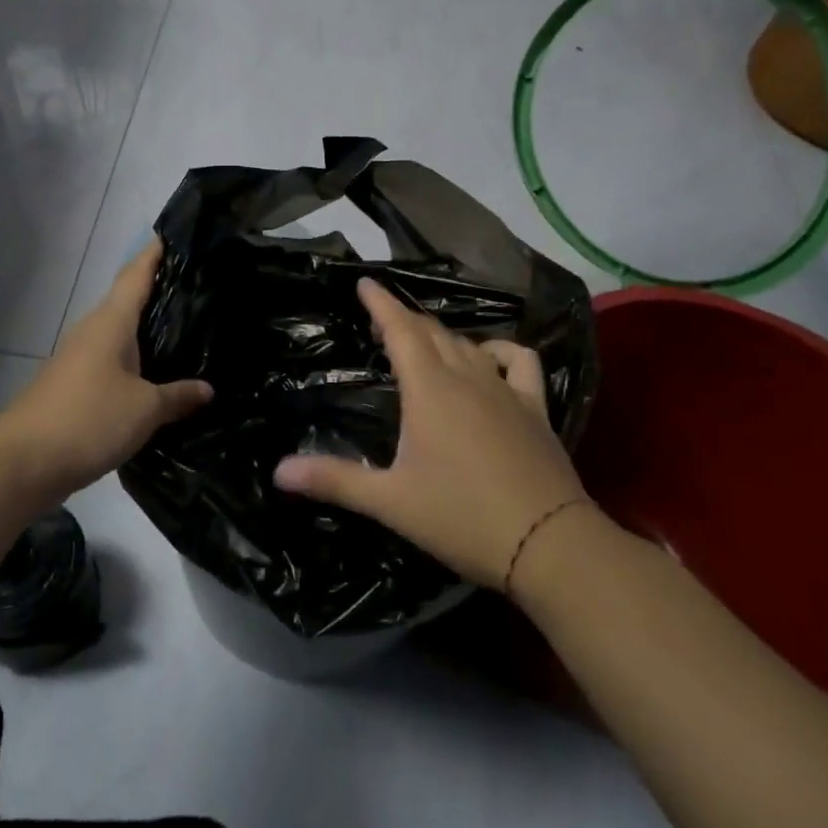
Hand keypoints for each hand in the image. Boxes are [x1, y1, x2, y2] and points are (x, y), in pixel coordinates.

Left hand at [0, 241, 211, 506]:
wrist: (20, 463)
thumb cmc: (87, 420)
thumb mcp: (144, 410)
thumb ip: (177, 396)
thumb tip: (207, 389)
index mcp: (110, 323)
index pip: (135, 275)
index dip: (153, 254)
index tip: (172, 234)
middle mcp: (92, 332)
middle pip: (127, 301)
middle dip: (157, 292)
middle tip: (196, 287)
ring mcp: (78, 359)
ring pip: (119, 334)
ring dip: (146, 330)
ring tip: (183, 330)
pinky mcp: (72, 386)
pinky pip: (111, 361)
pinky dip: (134, 361)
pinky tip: (154, 375)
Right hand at [272, 278, 591, 591]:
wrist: (548, 544)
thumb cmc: (461, 517)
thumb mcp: (390, 501)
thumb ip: (334, 480)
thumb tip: (278, 471)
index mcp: (429, 389)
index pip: (400, 329)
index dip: (381, 303)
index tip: (365, 282)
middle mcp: (467, 376)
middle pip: (432, 332)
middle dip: (404, 319)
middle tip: (381, 323)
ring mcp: (505, 389)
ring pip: (468, 344)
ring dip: (441, 336)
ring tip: (423, 343)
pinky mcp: (534, 407)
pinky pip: (518, 360)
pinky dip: (500, 350)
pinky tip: (489, 360)